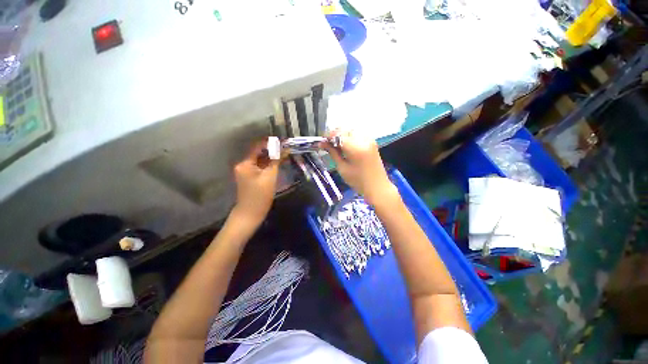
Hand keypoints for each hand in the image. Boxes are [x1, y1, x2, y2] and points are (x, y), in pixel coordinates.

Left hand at [232, 141, 279, 225]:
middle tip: (285, 148)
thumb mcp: (270, 177)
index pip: (257, 147)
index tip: (282, 141)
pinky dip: (268, 164)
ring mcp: (246, 171)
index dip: (270, 143)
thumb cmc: (260, 195)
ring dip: (271, 157)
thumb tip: (283, 149)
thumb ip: (276, 161)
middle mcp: (243, 165)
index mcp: (245, 163)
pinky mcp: (250, 177)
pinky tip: (278, 163)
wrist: (251, 213)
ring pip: (260, 160)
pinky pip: (260, 167)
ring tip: (284, 154)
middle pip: (259, 153)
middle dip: (272, 150)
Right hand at [323, 131, 397, 205]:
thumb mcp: (342, 168)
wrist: (377, 186)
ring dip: (342, 135)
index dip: (328, 137)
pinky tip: (346, 145)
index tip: (322, 142)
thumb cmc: (358, 181)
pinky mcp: (372, 142)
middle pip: (345, 130)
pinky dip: (350, 136)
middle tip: (328, 144)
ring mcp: (369, 139)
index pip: (338, 135)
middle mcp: (364, 140)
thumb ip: (333, 153)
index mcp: (356, 148)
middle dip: (335, 135)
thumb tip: (322, 144)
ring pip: (351, 130)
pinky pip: (358, 134)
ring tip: (336, 145)